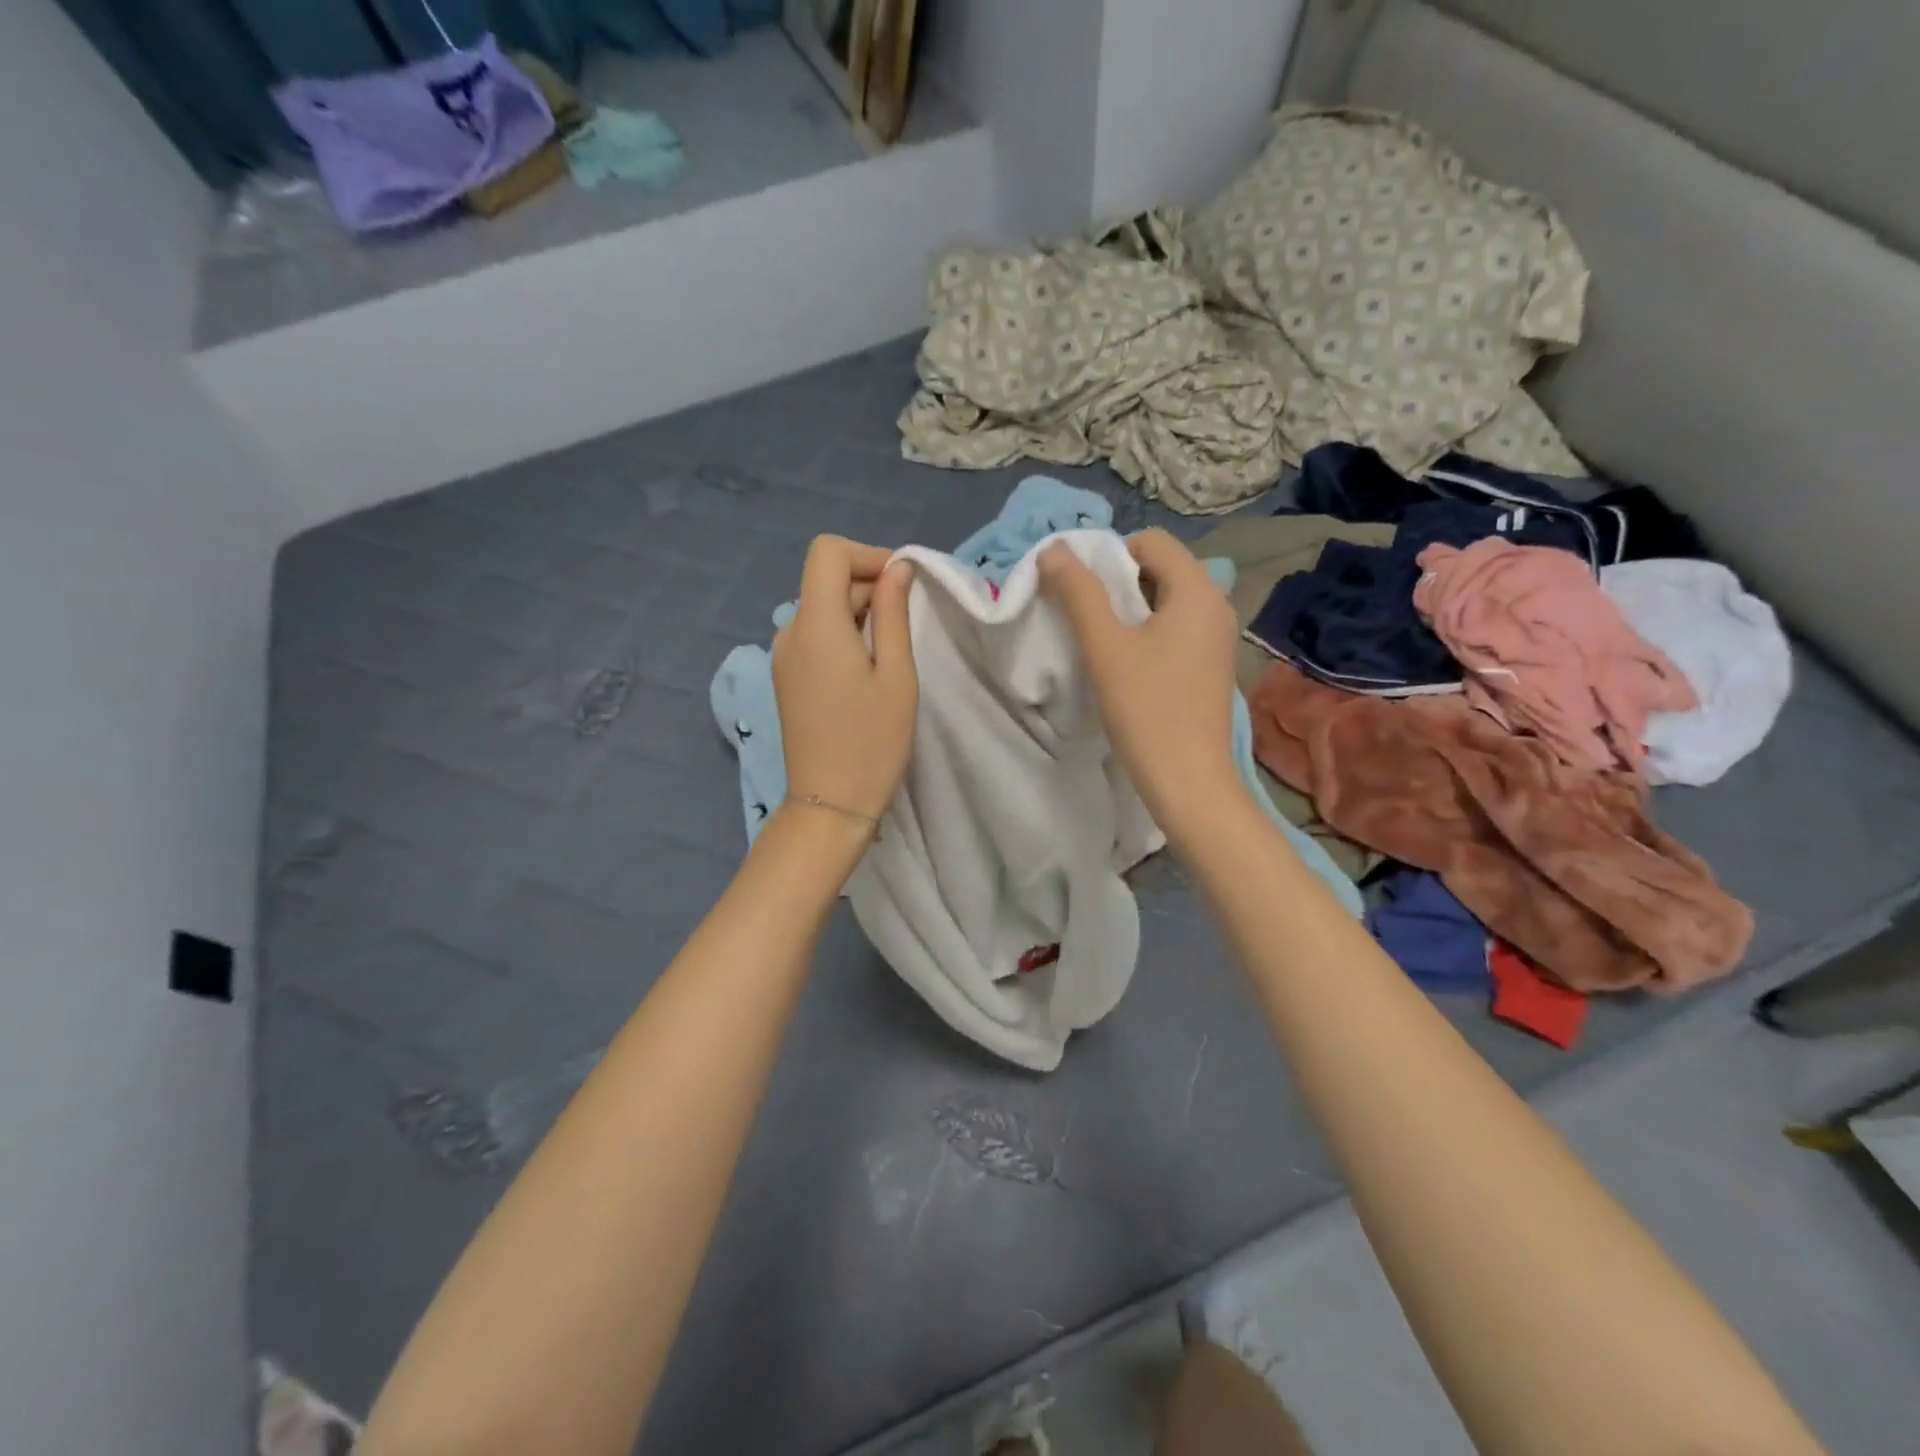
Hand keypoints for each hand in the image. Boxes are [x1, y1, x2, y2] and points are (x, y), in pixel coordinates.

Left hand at [772, 535, 918, 823]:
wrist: (830, 804)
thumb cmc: (873, 741)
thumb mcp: (896, 674)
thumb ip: (893, 613)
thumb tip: (897, 569)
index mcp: (816, 624)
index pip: (828, 552)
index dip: (868, 556)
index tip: (902, 585)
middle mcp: (790, 632)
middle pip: (825, 580)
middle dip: (869, 586)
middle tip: (908, 624)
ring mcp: (783, 657)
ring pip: (821, 608)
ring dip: (858, 613)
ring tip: (891, 653)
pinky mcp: (786, 678)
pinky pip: (814, 636)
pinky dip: (843, 635)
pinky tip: (866, 670)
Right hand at [1040, 529, 1244, 835]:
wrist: (1188, 782)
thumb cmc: (1147, 710)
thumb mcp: (1105, 647)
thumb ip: (1079, 593)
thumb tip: (1053, 549)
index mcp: (1198, 591)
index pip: (1151, 541)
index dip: (1109, 554)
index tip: (1080, 591)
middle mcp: (1216, 605)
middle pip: (1159, 568)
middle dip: (1115, 582)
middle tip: (1083, 615)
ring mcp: (1216, 638)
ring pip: (1165, 600)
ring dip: (1127, 609)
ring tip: (1098, 640)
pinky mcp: (1210, 665)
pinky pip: (1174, 628)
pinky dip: (1145, 632)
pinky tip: (1124, 664)